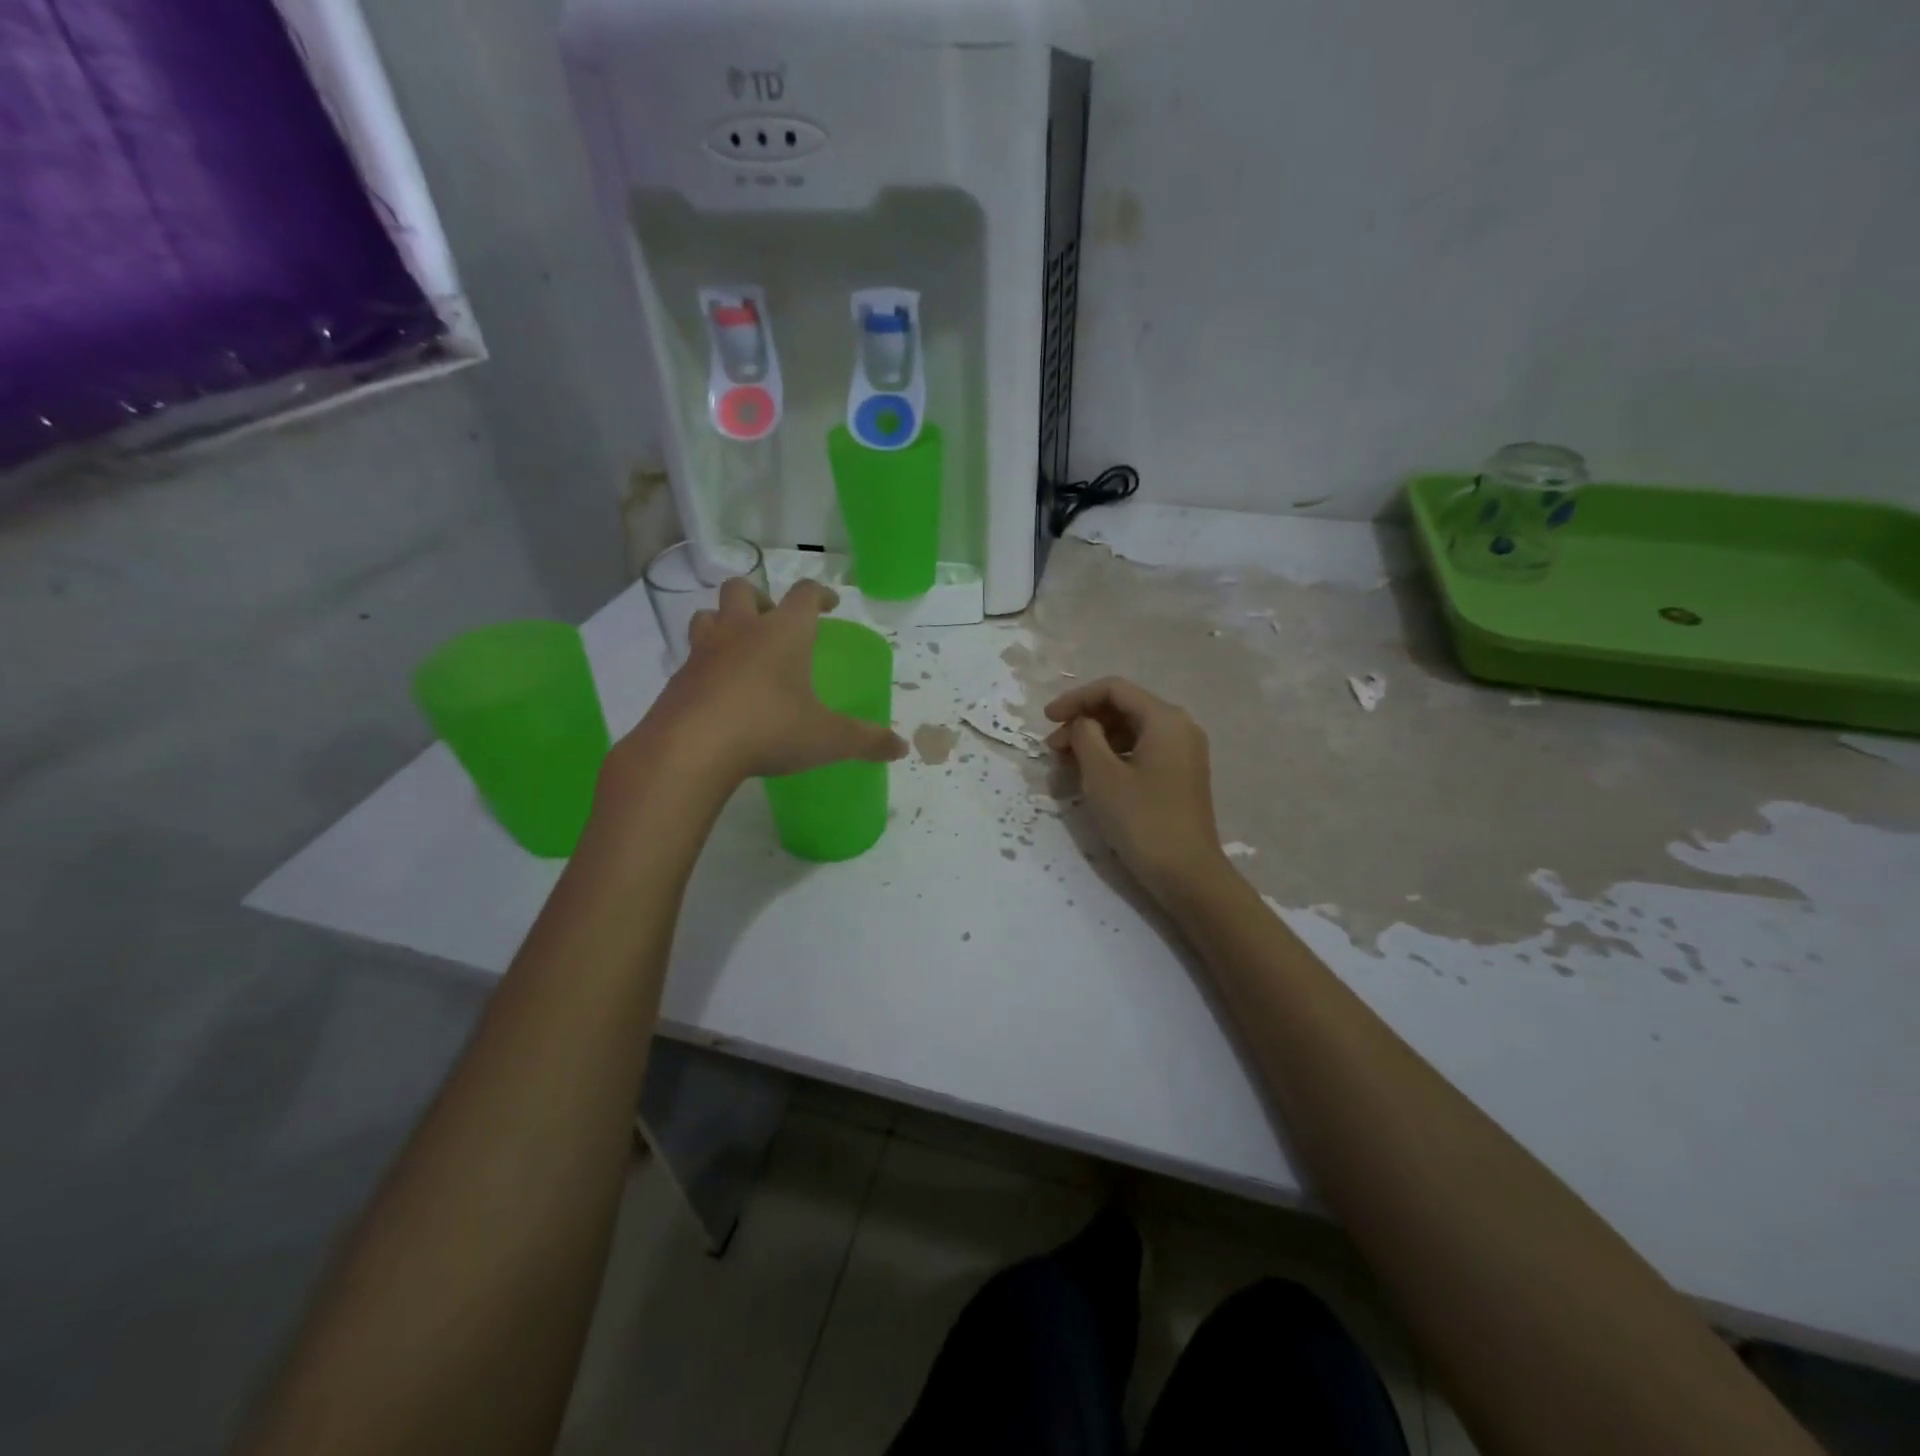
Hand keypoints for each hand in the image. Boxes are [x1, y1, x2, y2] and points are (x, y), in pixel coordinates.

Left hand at [619, 579, 906, 787]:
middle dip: (759, 598)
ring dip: (724, 622)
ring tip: (739, 649)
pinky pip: (692, 657)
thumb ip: (865, 740)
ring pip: (707, 615)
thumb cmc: (769, 729)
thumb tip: (901, 747)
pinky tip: (718, 691)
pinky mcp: (678, 678)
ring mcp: (704, 651)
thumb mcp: (827, 739)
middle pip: (742, 589)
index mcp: (783, 633)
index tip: (829, 603)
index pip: (805, 594)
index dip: (820, 593)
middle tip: (772, 622)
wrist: (690, 749)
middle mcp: (741, 630)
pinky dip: (706, 664)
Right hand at [1045, 676, 1230, 903]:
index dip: (1076, 699)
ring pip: (1130, 731)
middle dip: (1084, 722)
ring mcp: (1183, 752)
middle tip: (1053, 749)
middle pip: (1123, 708)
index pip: (1113, 690)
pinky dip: (1113, 757)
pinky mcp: (1179, 775)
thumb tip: (1082, 723)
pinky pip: (1141, 751)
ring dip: (1095, 741)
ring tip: (1066, 765)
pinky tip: (1091, 776)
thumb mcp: (1102, 775)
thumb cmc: (1142, 820)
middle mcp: (1179, 727)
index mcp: (1165, 719)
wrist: (1187, 874)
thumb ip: (1085, 736)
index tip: (1047, 719)